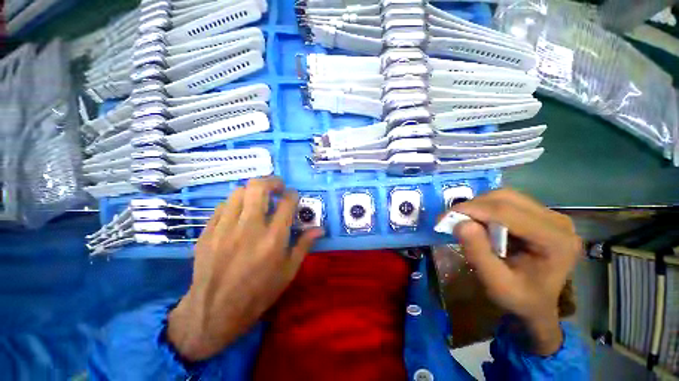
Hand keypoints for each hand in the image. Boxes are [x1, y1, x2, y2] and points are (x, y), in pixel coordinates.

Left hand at [167, 178, 322, 360]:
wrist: (214, 312)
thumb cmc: (258, 293)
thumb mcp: (288, 272)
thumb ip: (304, 245)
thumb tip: (320, 228)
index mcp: (273, 239)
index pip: (287, 203)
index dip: (293, 194)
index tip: (293, 196)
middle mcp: (249, 228)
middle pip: (259, 187)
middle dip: (272, 181)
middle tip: (278, 187)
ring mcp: (225, 228)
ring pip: (239, 192)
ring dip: (253, 190)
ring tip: (259, 198)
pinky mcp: (208, 232)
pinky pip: (223, 206)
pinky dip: (236, 202)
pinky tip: (240, 212)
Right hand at [449, 189, 581, 354]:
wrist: (539, 305)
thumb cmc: (520, 300)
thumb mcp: (496, 285)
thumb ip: (479, 254)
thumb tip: (461, 223)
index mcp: (555, 241)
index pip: (507, 212)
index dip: (471, 210)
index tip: (444, 217)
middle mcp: (558, 222)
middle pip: (506, 198)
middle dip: (473, 206)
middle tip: (451, 219)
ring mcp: (551, 215)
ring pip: (505, 196)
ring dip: (478, 206)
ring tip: (463, 221)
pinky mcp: (541, 215)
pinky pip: (508, 201)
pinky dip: (486, 207)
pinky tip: (479, 221)